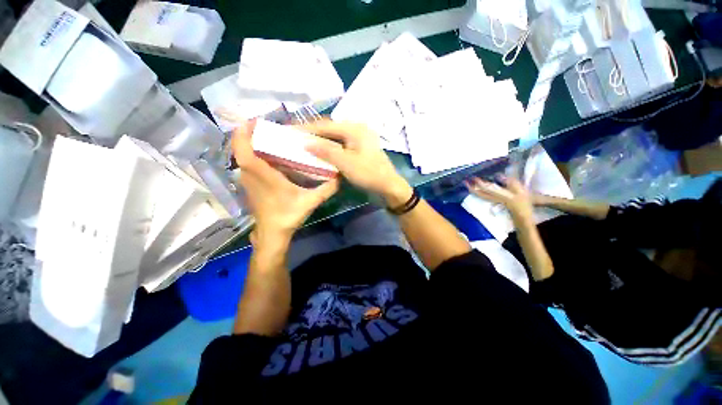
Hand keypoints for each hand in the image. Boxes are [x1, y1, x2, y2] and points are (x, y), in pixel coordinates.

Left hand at [232, 120, 339, 243]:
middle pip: (240, 150)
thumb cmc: (288, 216)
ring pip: (242, 157)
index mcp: (264, 176)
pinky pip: (246, 164)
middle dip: (246, 134)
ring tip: (266, 137)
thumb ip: (326, 189)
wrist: (272, 233)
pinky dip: (252, 155)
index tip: (253, 121)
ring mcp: (248, 181)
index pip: (245, 151)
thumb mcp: (311, 202)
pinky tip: (267, 156)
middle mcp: (251, 176)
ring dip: (248, 144)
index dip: (244, 134)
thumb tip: (341, 176)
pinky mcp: (250, 186)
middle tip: (263, 126)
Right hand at [302, 120, 412, 206]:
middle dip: (313, 134)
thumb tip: (306, 143)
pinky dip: (329, 150)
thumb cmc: (369, 174)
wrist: (388, 187)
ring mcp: (358, 141)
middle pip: (330, 130)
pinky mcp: (359, 150)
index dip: (307, 128)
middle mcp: (357, 130)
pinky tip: (320, 153)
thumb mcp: (346, 163)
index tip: (290, 131)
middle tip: (295, 138)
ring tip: (303, 145)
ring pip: (335, 138)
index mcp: (355, 129)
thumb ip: (326, 151)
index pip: (326, 125)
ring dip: (320, 142)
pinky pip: (340, 147)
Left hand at [465, 175, 533, 220]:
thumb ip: (511, 182)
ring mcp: (492, 200)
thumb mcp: (520, 190)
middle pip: (479, 193)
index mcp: (499, 195)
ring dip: (472, 190)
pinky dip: (477, 192)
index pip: (487, 189)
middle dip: (471, 188)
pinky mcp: (492, 200)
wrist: (521, 214)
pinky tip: (475, 188)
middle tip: (464, 181)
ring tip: (467, 184)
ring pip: (479, 195)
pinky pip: (482, 196)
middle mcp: (493, 198)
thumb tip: (499, 175)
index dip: (480, 183)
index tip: (474, 178)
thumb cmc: (522, 201)